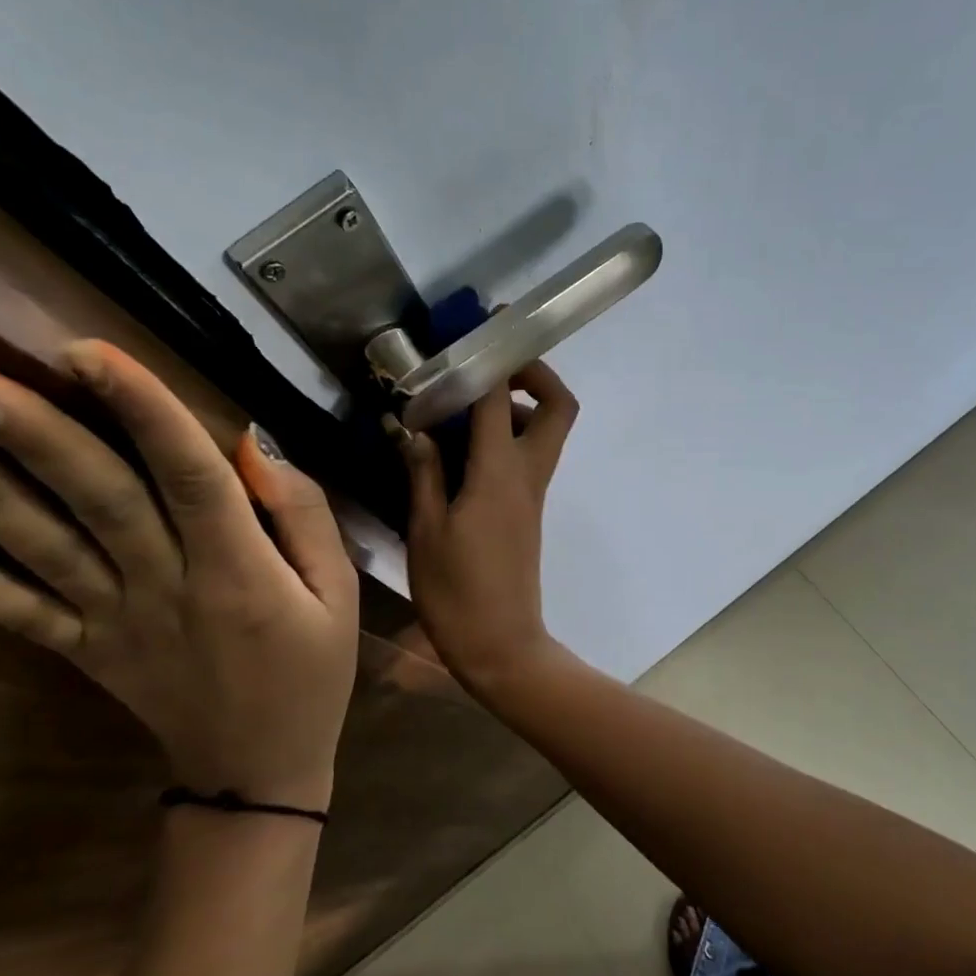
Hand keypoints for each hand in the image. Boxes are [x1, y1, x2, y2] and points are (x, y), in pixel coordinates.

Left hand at [0, 341, 358, 812]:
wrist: (259, 770)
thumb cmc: (311, 672)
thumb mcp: (341, 593)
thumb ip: (305, 517)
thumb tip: (255, 449)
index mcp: (239, 570)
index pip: (190, 476)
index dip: (143, 410)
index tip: (89, 351)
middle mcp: (168, 587)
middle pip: (99, 500)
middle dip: (34, 436)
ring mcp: (116, 621)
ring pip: (46, 548)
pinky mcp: (86, 651)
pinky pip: (20, 616)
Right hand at [396, 360, 576, 690]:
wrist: (502, 646)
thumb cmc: (457, 593)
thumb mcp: (426, 531)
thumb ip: (424, 474)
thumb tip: (416, 431)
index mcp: (499, 474)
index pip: (503, 399)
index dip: (494, 358)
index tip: (478, 329)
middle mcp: (528, 475)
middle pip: (558, 406)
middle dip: (534, 373)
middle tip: (487, 368)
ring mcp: (533, 493)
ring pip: (546, 430)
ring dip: (516, 405)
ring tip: (461, 408)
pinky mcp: (527, 510)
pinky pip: (527, 456)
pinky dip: (505, 436)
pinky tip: (460, 450)